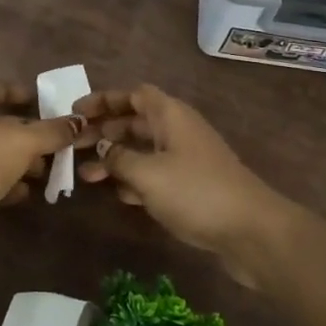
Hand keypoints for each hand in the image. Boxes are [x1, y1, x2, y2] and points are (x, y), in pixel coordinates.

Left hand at [0, 78, 80, 259]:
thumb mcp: (23, 141)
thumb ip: (52, 131)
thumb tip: (79, 122)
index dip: (16, 92)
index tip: (41, 103)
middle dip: (24, 132)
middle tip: (52, 140)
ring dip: (17, 160)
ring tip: (44, 170)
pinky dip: (3, 182)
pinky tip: (24, 192)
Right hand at [76, 84, 293, 287]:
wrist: (251, 231)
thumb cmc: (196, 192)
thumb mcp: (148, 174)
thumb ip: (119, 159)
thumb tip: (102, 149)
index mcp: (170, 115)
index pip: (133, 94)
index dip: (105, 99)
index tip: (77, 112)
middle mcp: (178, 130)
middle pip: (135, 121)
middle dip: (104, 131)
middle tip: (74, 145)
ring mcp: (186, 159)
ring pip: (143, 150)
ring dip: (115, 158)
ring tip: (84, 174)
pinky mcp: (191, 186)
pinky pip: (154, 173)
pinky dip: (134, 179)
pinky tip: (115, 194)